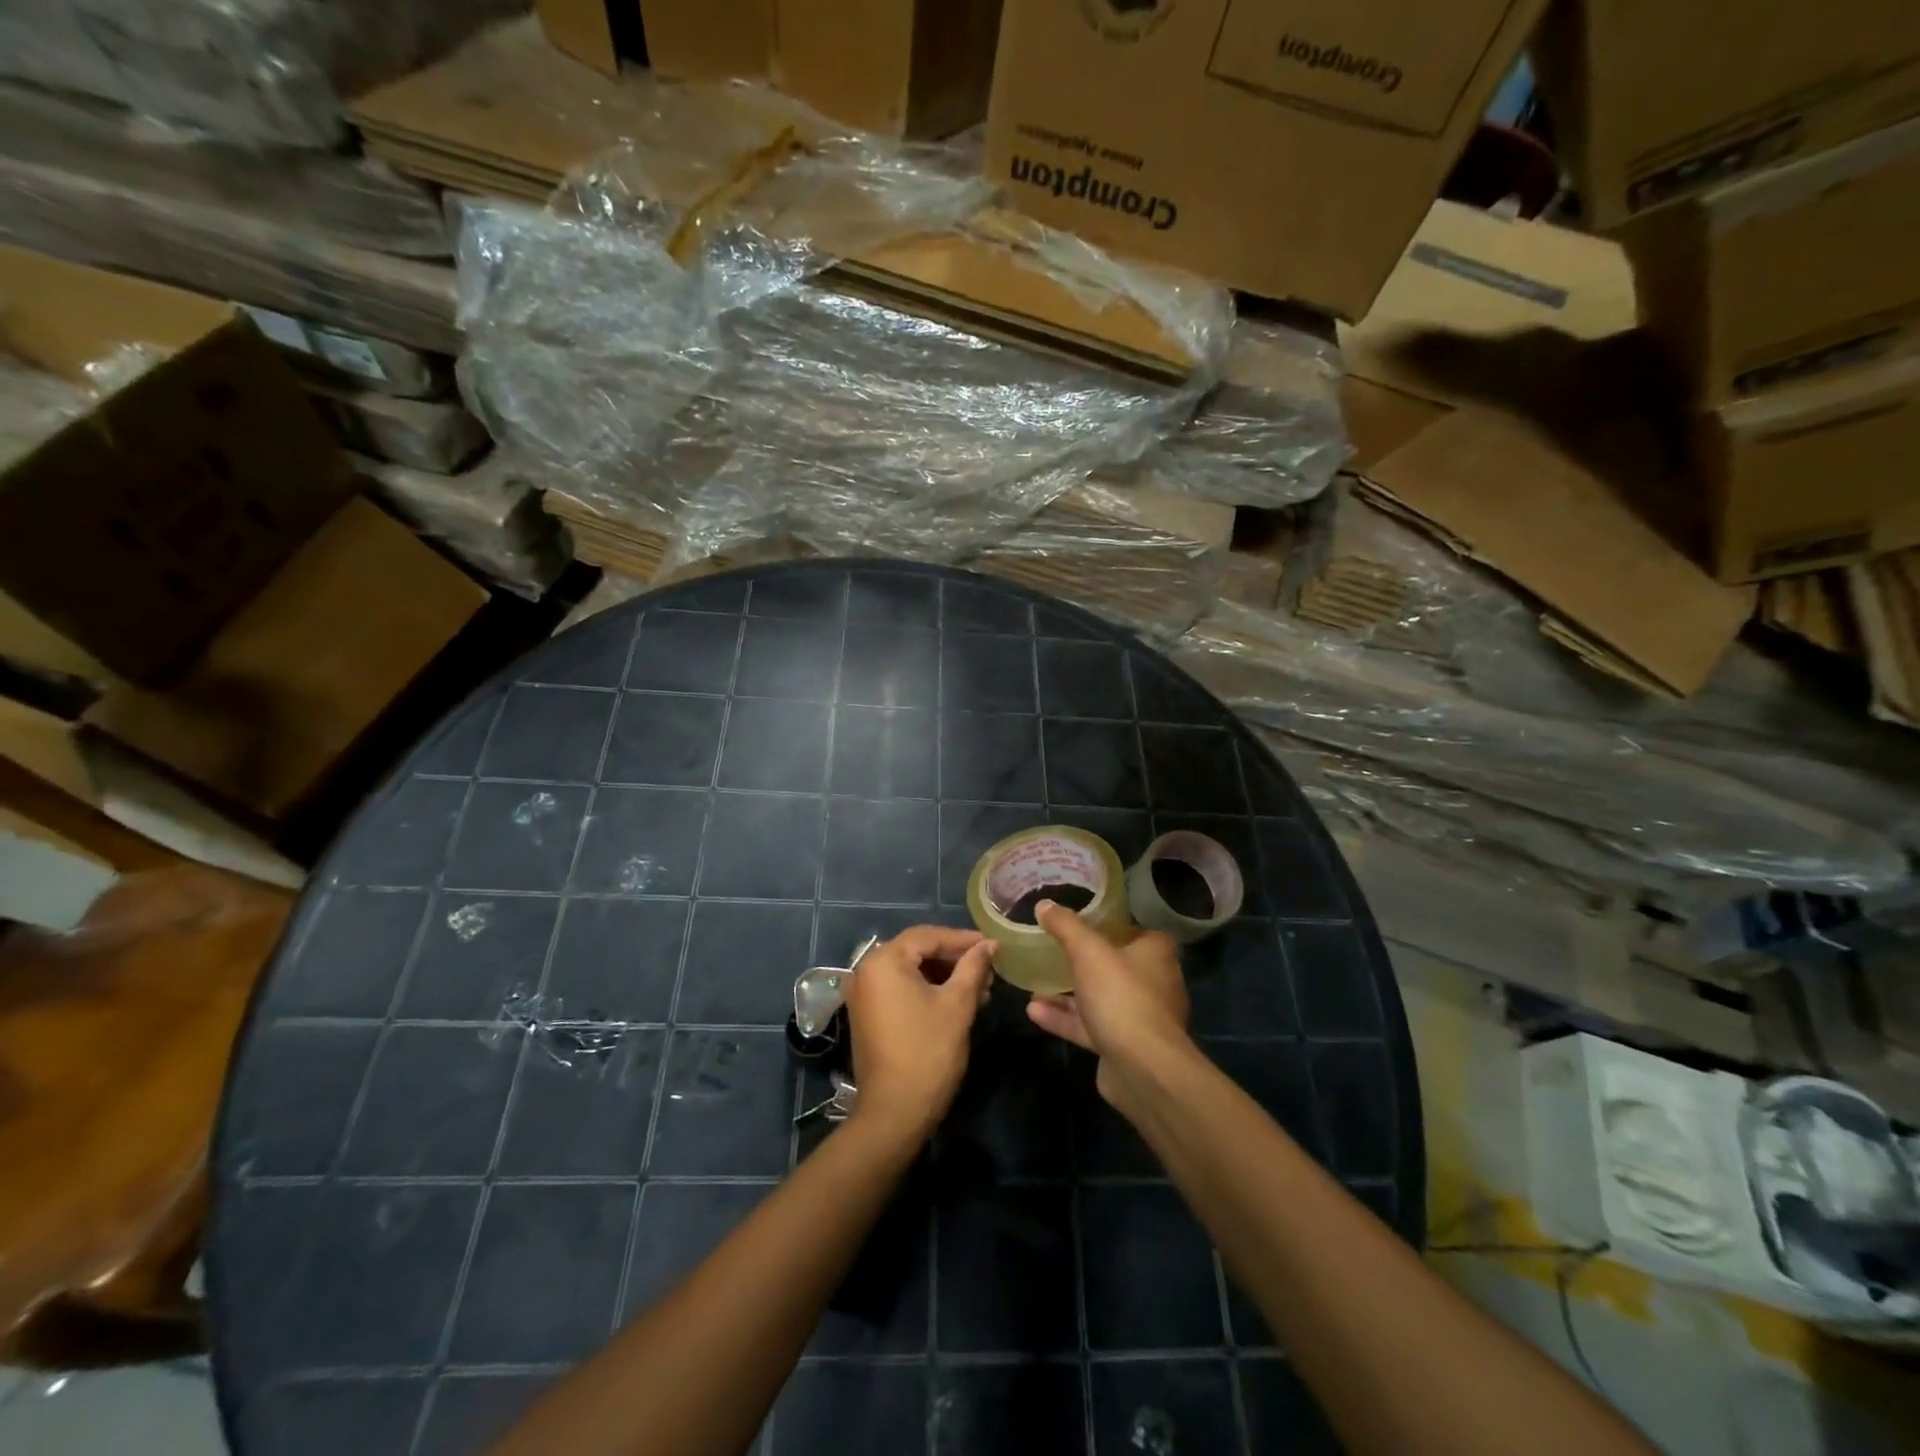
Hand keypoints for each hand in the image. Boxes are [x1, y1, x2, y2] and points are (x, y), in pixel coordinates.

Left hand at [842, 926, 995, 1143]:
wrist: (894, 1112)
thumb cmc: (928, 1052)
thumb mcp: (957, 1005)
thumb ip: (973, 967)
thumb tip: (990, 944)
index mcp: (884, 961)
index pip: (928, 936)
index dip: (963, 939)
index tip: (993, 946)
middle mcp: (866, 970)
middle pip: (917, 951)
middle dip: (955, 959)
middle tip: (988, 969)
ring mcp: (864, 993)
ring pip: (911, 970)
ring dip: (944, 976)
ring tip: (979, 988)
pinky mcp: (868, 1013)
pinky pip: (900, 988)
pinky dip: (927, 990)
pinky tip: (956, 1001)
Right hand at [1026, 901, 1187, 1108]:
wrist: (1143, 1069)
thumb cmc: (1121, 996)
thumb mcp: (1087, 951)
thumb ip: (1066, 926)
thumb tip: (1044, 904)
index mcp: (1155, 953)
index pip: (1132, 930)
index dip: (1106, 925)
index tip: (1076, 922)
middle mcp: (1153, 982)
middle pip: (1113, 965)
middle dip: (1081, 961)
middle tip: (1049, 952)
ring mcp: (1139, 1017)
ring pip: (1098, 998)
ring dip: (1066, 993)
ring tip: (1033, 984)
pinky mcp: (1123, 1046)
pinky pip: (1090, 1025)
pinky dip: (1064, 1018)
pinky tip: (1033, 1011)